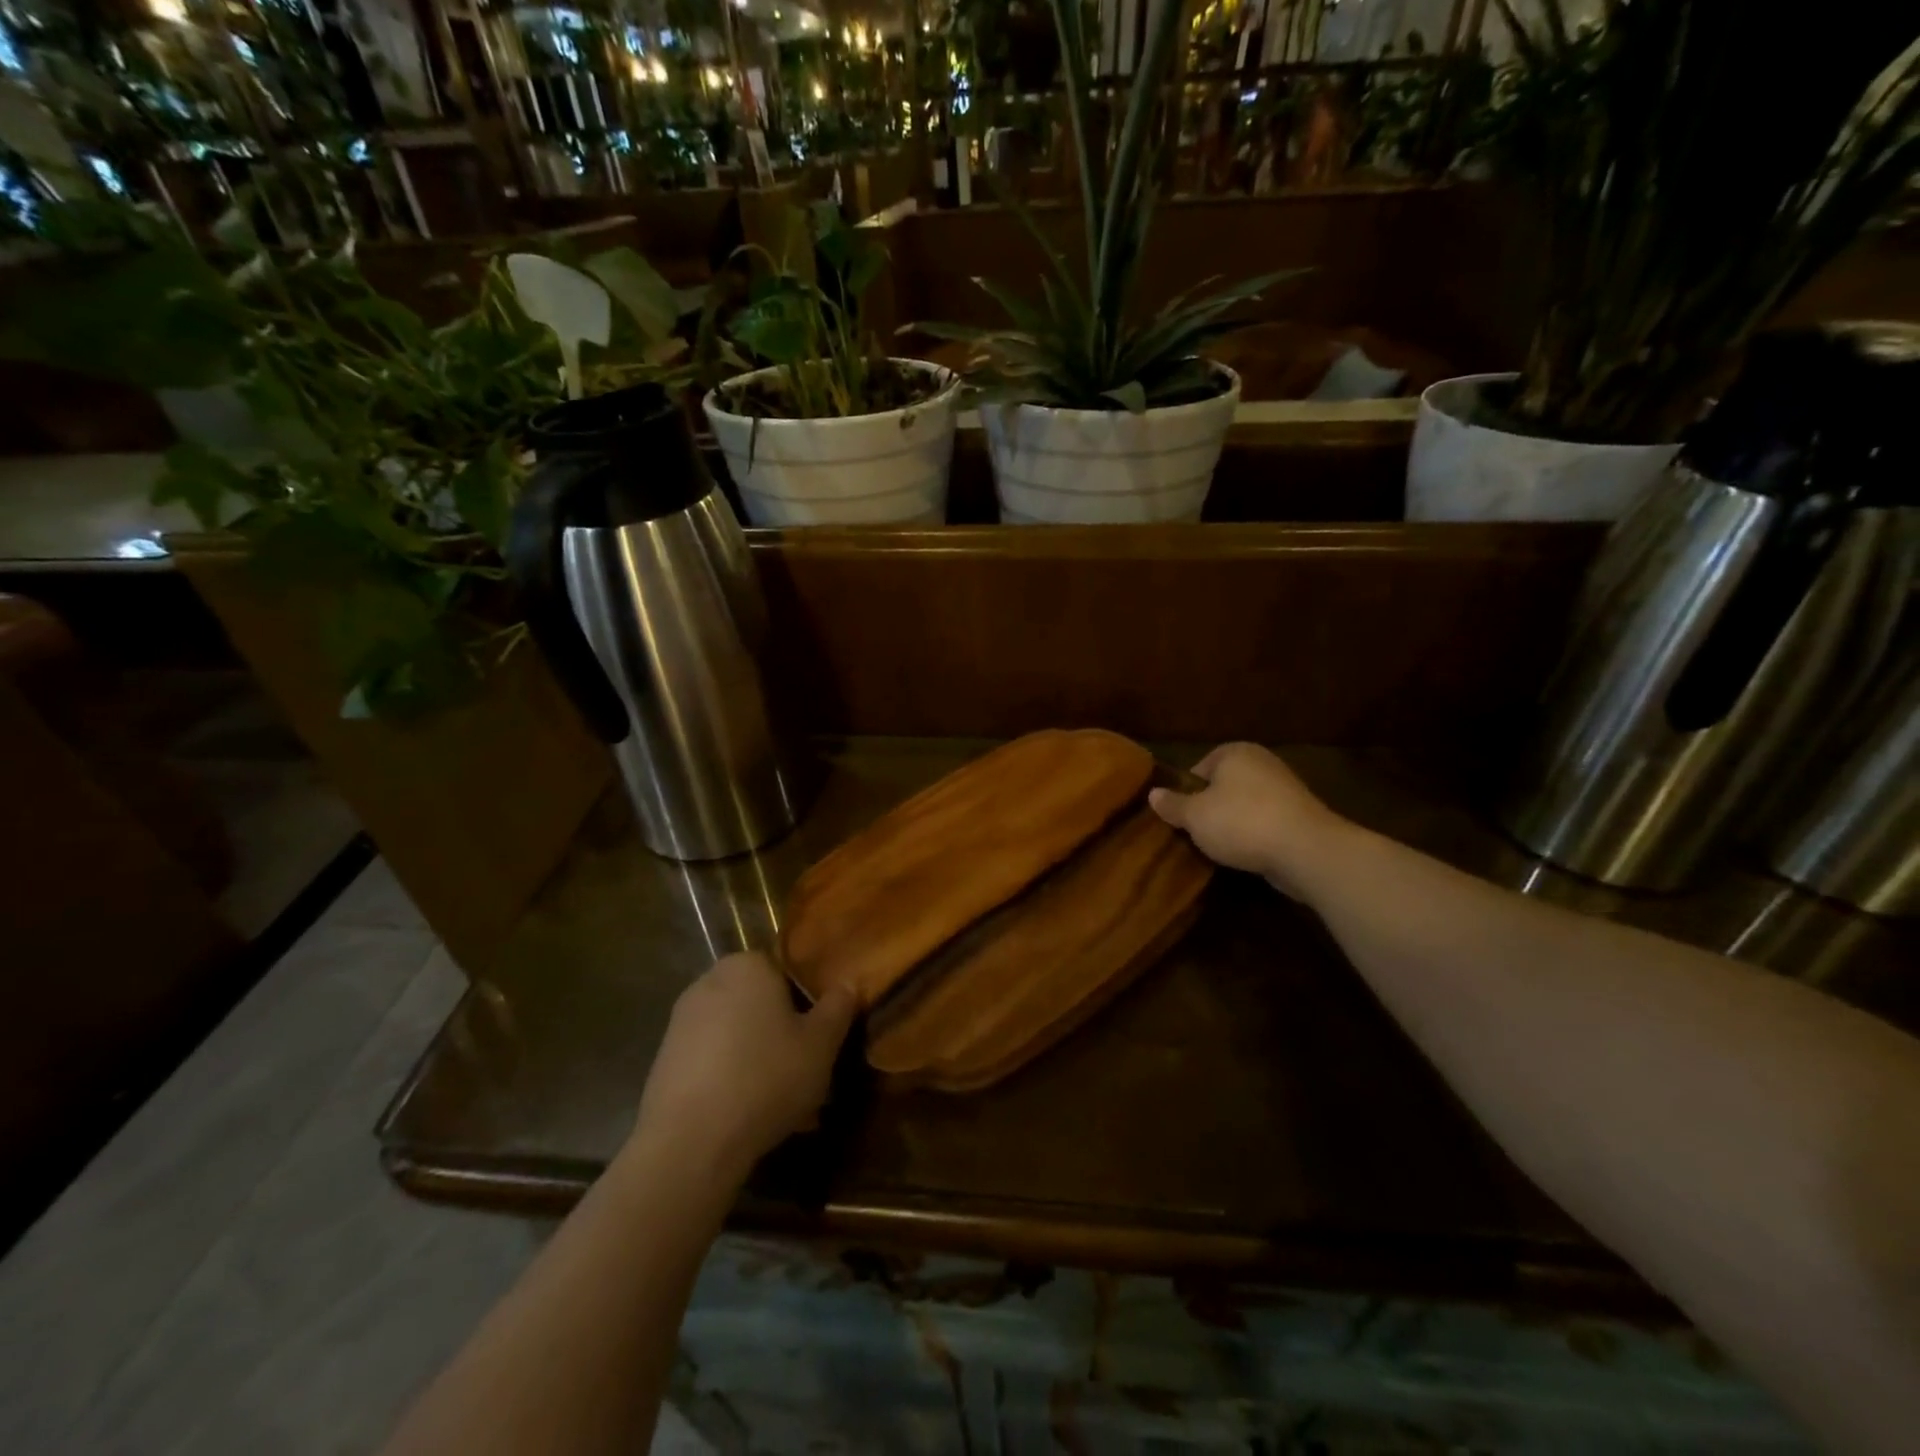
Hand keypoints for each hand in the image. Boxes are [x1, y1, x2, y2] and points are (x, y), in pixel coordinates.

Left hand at [631, 953, 855, 1185]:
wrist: (690, 1142)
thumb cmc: (766, 1077)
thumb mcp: (821, 1044)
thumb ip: (838, 1008)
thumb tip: (848, 983)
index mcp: (749, 965)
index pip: (787, 970)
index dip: (808, 1002)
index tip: (821, 1037)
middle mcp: (710, 981)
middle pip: (760, 1003)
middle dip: (782, 1032)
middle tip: (807, 1069)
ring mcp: (682, 1021)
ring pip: (737, 1034)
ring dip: (759, 1059)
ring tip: (784, 1103)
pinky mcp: (665, 1060)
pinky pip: (713, 1061)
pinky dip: (731, 1079)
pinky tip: (750, 1115)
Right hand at [1148, 743, 1345, 899]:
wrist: (1305, 850)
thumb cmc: (1241, 822)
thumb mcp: (1194, 816)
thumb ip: (1172, 805)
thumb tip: (1153, 794)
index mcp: (1234, 752)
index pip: (1199, 768)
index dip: (1185, 793)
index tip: (1180, 817)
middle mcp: (1261, 762)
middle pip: (1222, 787)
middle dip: (1209, 808)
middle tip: (1196, 833)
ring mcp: (1285, 788)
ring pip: (1245, 806)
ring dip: (1233, 824)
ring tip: (1219, 848)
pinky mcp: (1300, 816)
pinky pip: (1265, 823)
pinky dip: (1255, 836)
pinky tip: (1246, 854)